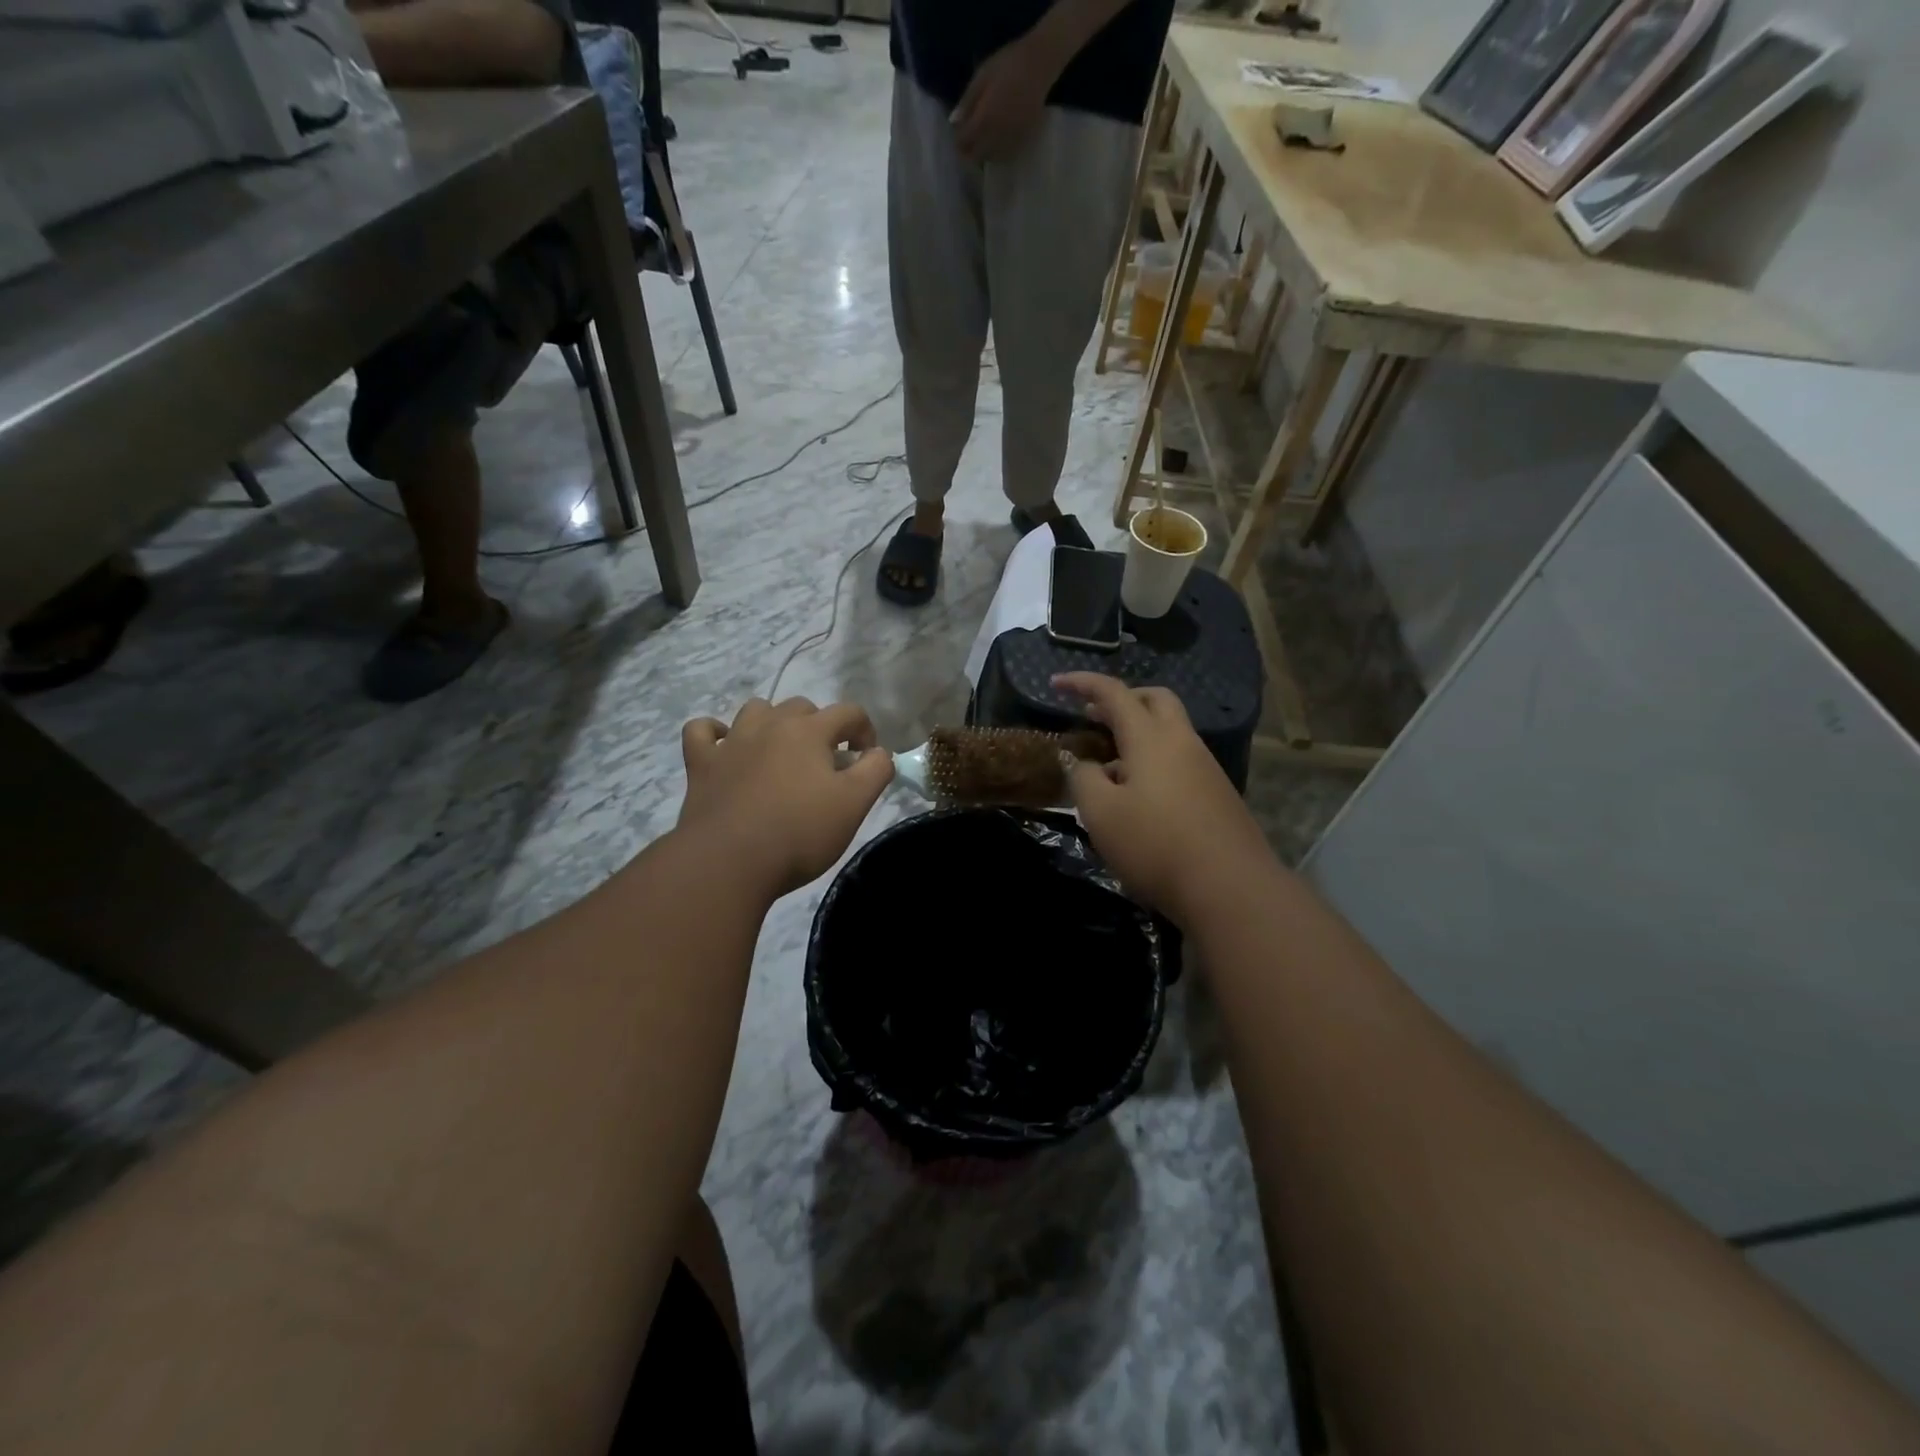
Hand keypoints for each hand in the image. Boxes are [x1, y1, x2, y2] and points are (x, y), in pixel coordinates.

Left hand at [678, 698, 894, 896]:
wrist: (729, 862)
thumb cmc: (799, 832)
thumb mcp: (855, 804)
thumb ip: (876, 770)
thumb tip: (879, 752)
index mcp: (809, 730)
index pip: (849, 712)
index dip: (865, 731)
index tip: (867, 760)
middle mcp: (770, 724)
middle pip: (802, 708)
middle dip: (821, 728)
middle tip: (826, 764)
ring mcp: (731, 741)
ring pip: (756, 711)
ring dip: (773, 723)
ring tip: (782, 753)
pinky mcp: (701, 764)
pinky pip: (702, 731)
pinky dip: (715, 733)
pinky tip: (726, 748)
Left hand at [951, 32, 1064, 163]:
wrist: (1040, 64)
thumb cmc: (1008, 63)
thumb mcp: (982, 75)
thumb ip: (968, 100)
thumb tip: (955, 122)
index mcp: (983, 118)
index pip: (963, 141)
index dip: (958, 140)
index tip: (958, 133)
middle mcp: (996, 135)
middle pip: (976, 157)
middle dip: (969, 152)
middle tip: (968, 141)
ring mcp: (1010, 140)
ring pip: (990, 159)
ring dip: (983, 153)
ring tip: (982, 141)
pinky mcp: (1023, 141)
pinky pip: (1005, 155)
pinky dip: (997, 152)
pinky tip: (997, 142)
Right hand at [1056, 673, 1276, 923]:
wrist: (1231, 887)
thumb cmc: (1156, 845)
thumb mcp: (1101, 814)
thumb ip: (1084, 779)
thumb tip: (1084, 763)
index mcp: (1151, 738)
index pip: (1113, 693)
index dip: (1082, 684)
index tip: (1055, 683)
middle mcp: (1182, 742)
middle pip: (1155, 699)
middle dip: (1123, 699)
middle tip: (1093, 716)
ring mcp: (1205, 767)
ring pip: (1170, 730)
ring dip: (1138, 732)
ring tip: (1109, 763)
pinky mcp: (1217, 794)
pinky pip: (1180, 759)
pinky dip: (1154, 759)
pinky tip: (1139, 795)